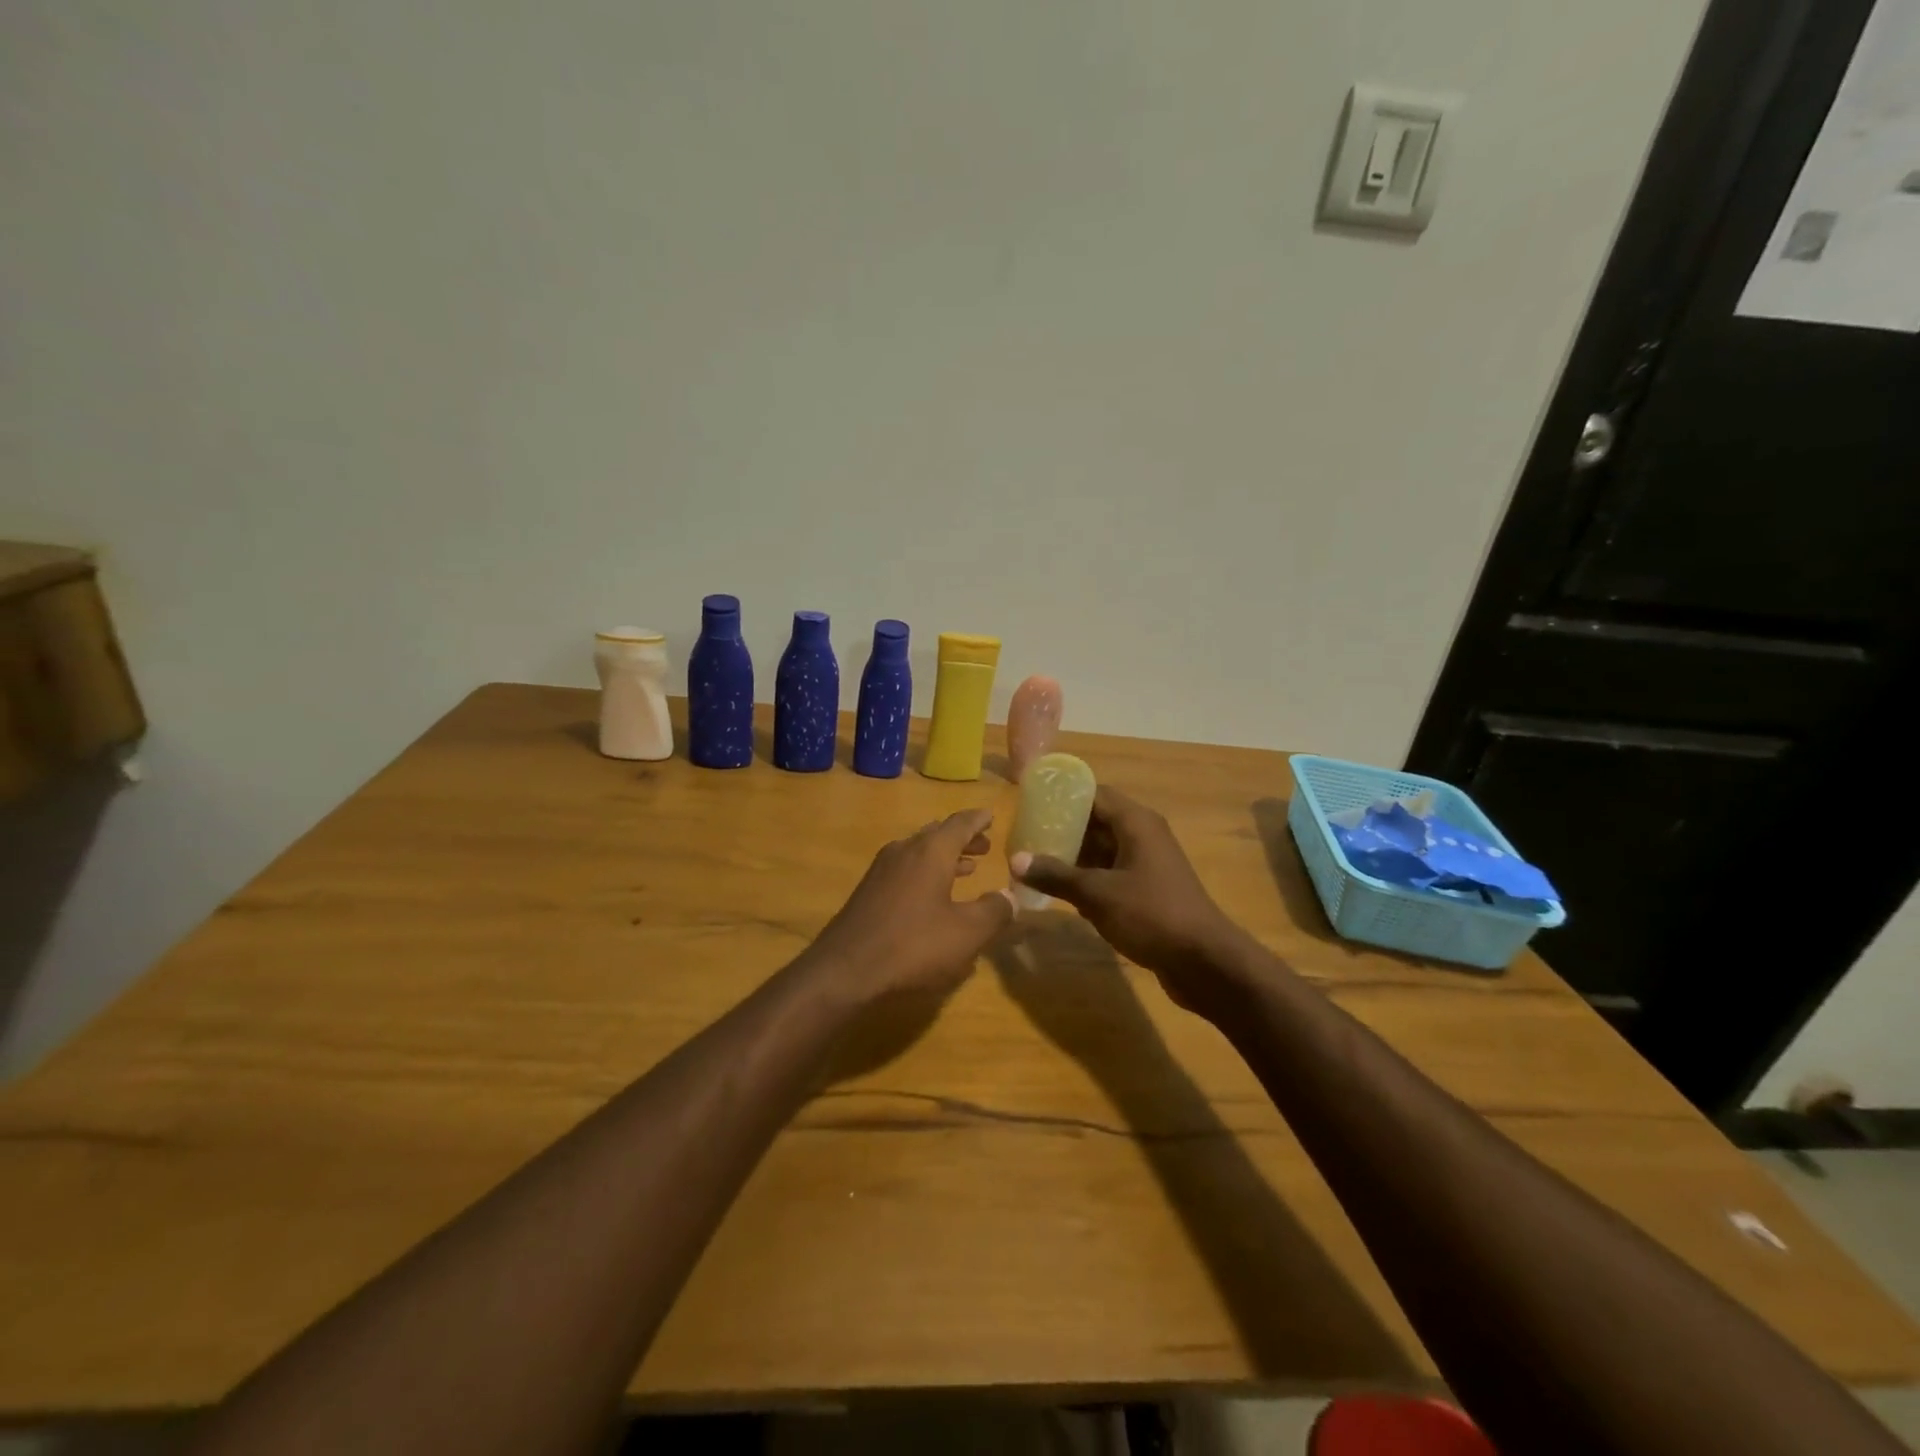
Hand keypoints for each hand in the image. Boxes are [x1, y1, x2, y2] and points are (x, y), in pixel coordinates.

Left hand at [804, 808, 1015, 1007]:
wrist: (844, 971)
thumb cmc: (913, 946)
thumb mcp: (966, 933)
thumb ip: (994, 911)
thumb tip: (1011, 896)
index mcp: (931, 851)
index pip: (960, 823)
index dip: (978, 819)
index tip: (991, 815)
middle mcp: (905, 850)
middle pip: (937, 834)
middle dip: (962, 839)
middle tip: (985, 845)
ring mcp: (882, 870)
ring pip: (919, 852)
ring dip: (944, 857)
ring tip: (967, 867)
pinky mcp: (868, 892)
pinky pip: (905, 870)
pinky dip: (926, 873)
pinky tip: (933, 895)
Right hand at [1009, 787, 1242, 1010]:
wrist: (1204, 961)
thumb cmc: (1151, 915)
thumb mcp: (1097, 894)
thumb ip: (1056, 875)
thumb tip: (1016, 860)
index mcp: (1136, 822)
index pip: (1094, 794)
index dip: (1062, 796)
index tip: (1031, 803)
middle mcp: (1143, 836)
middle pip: (1096, 821)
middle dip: (1062, 828)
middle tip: (1025, 837)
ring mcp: (1147, 864)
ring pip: (1102, 850)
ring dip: (1073, 856)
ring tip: (1034, 862)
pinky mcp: (1148, 890)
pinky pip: (1111, 874)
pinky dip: (1088, 879)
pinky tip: (1061, 892)